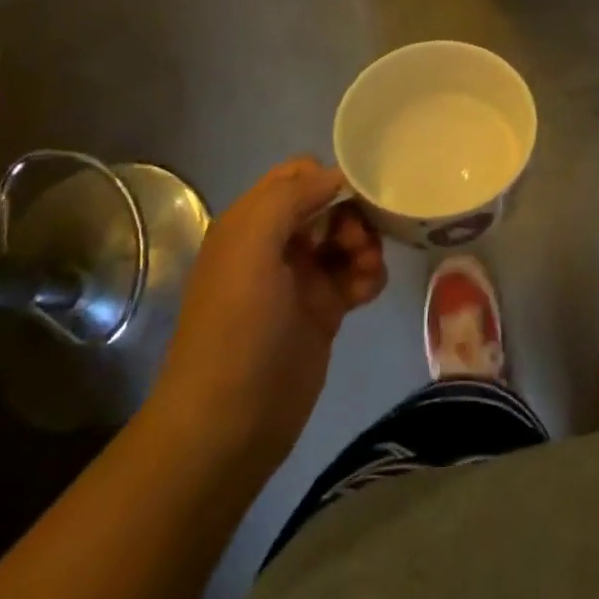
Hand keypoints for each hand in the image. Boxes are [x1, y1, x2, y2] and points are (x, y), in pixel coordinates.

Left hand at [149, 158, 385, 466]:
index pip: (298, 174)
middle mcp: (277, 243)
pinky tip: (368, 293)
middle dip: (353, 213)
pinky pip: (357, 274)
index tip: (357, 196)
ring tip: (366, 271)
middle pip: (330, 203)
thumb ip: (291, 196)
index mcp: (251, 222)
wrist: (229, 424)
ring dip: (366, 244)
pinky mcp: (324, 310)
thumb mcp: (251, 246)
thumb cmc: (237, 327)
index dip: (329, 176)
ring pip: (348, 237)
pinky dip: (369, 276)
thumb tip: (337, 175)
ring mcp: (301, 278)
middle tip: (358, 242)